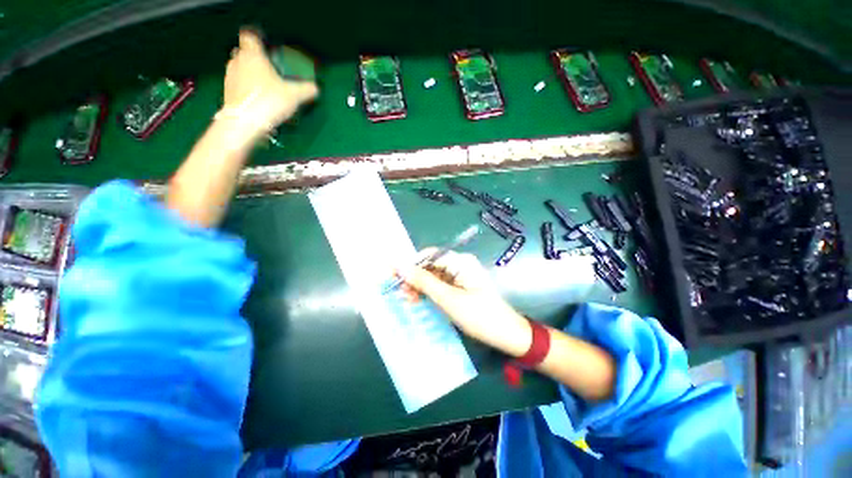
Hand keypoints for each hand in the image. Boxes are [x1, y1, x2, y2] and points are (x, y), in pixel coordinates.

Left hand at [223, 29, 317, 133]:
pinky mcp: (227, 92)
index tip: (266, 45)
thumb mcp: (293, 96)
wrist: (245, 122)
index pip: (249, 35)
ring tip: (264, 86)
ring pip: (240, 68)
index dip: (257, 38)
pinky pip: (238, 84)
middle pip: (244, 52)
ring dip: (250, 73)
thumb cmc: (268, 101)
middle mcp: (238, 61)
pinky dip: (246, 87)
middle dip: (254, 57)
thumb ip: (306, 89)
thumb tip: (316, 88)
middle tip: (268, 68)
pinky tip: (257, 98)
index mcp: (252, 55)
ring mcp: (230, 77)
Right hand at [399, 250, 531, 356]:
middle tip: (400, 293)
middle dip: (414, 278)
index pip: (429, 255)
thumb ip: (424, 282)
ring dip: (419, 287)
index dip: (410, 264)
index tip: (394, 275)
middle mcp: (460, 265)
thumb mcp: (448, 299)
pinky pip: (439, 286)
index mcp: (460, 261)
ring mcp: (460, 277)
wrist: (507, 335)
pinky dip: (428, 293)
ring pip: (433, 277)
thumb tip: (400, 266)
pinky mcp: (460, 288)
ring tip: (407, 299)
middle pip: (430, 266)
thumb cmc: (479, 316)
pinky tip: (418, 300)